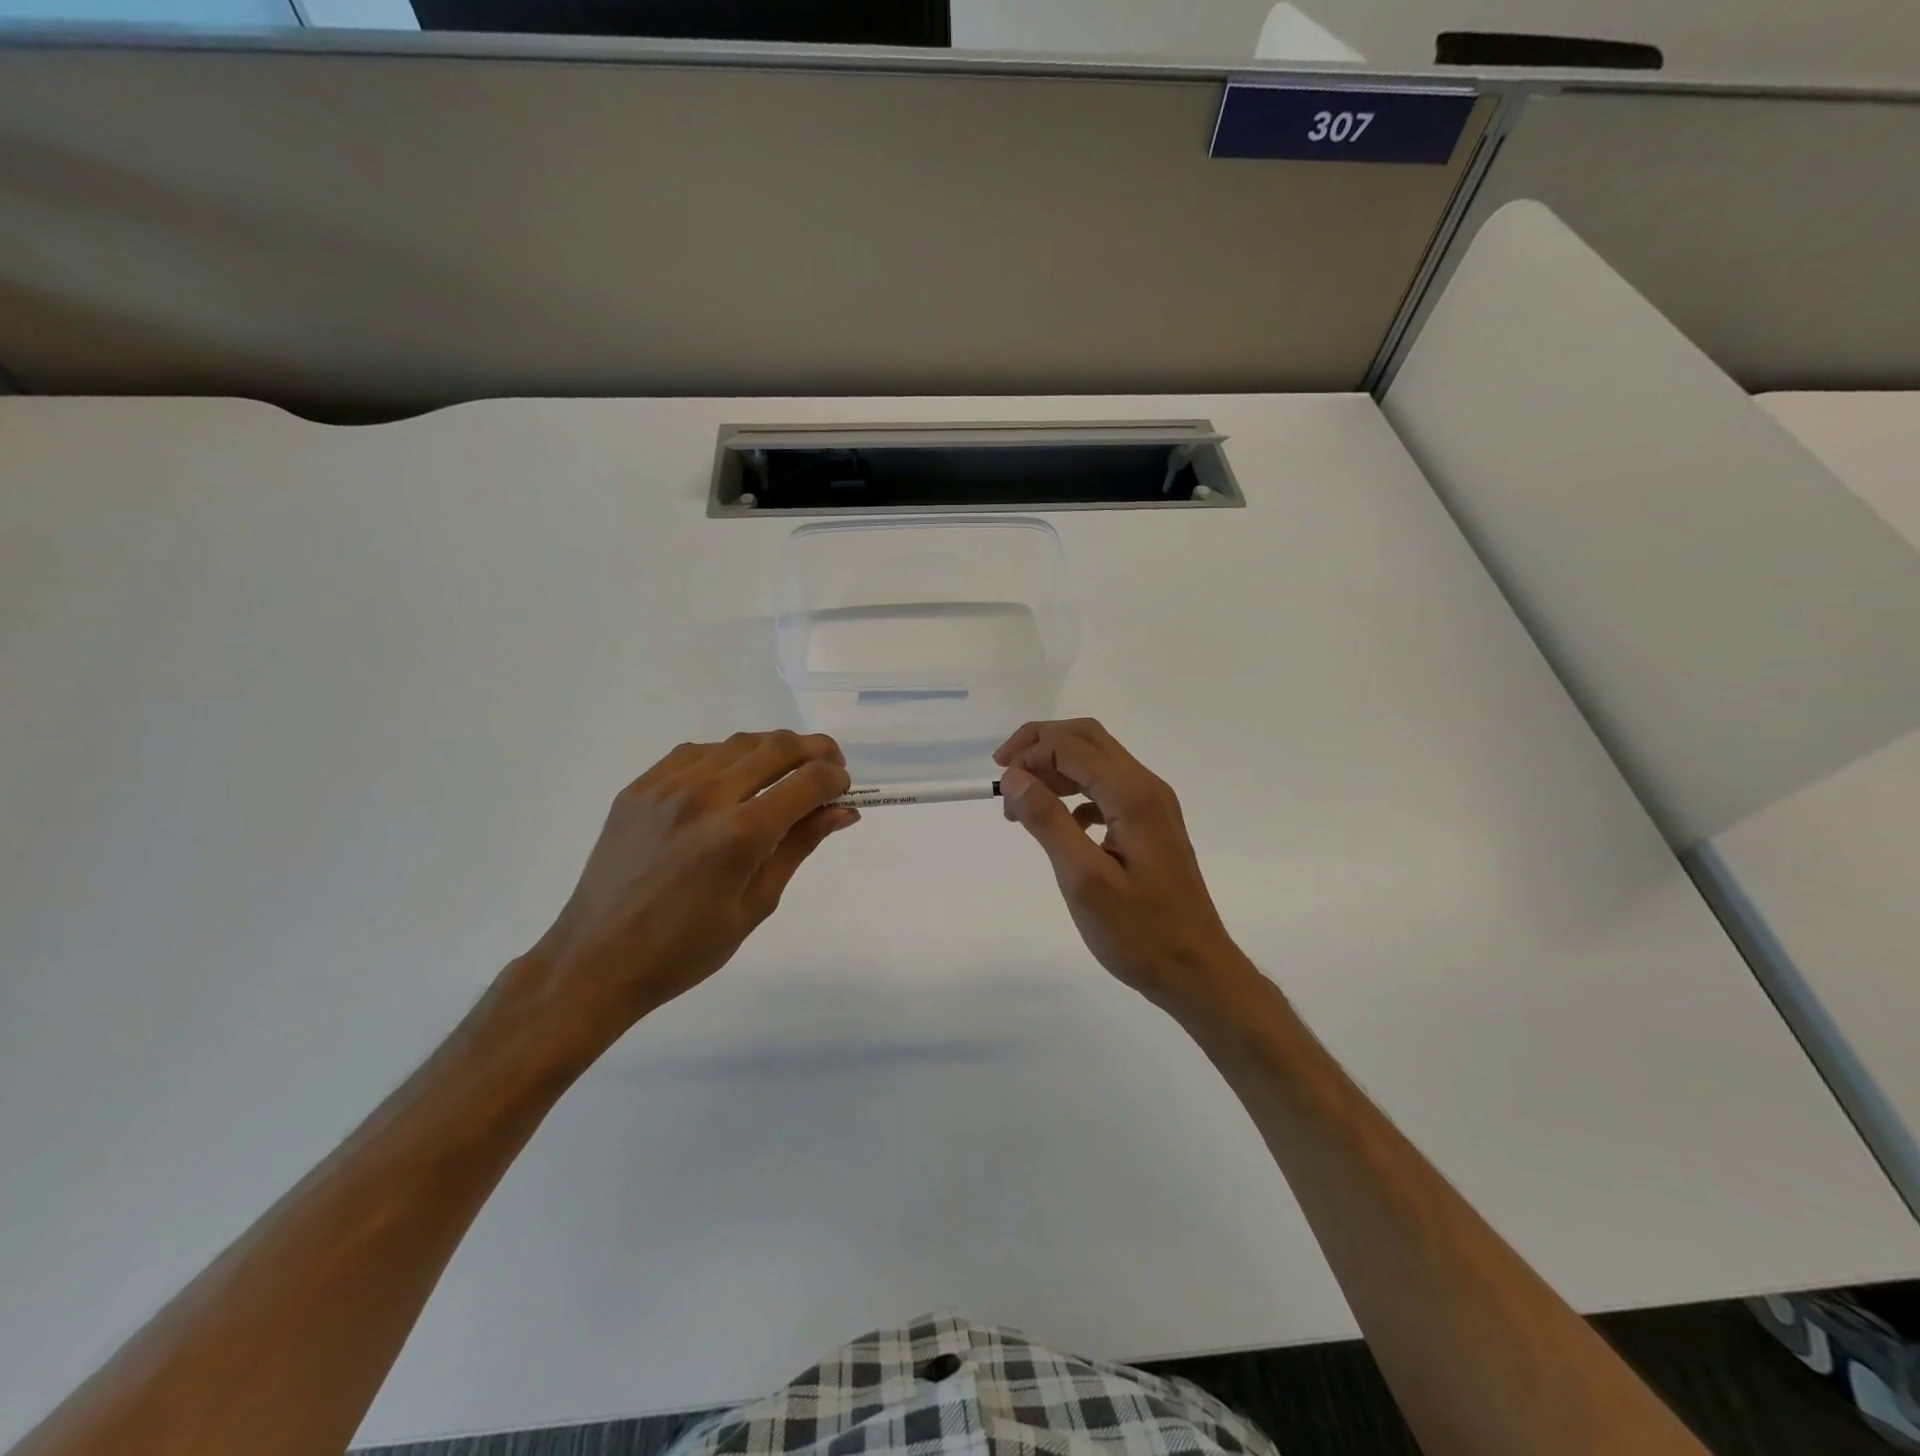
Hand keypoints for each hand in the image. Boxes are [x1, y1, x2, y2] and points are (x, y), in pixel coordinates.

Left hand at [509, 732, 856, 1053]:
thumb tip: (843, 812)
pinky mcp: (640, 787)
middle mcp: (706, 796)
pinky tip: (732, 781)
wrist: (596, 960)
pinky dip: (727, 757)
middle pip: (777, 746)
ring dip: (773, 750)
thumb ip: (798, 847)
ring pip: (738, 742)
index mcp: (740, 834)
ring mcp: (667, 786)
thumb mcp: (756, 904)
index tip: (844, 790)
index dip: (836, 779)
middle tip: (829, 769)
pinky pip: (696, 752)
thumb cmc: (685, 949)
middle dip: (815, 751)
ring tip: (783, 775)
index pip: (808, 781)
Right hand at [995, 719, 1252, 1014]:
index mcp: (1133, 795)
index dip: (1030, 753)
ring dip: (1055, 769)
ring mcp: (1152, 805)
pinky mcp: (1150, 825)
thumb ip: (1047, 822)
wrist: (1196, 970)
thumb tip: (1014, 777)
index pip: (1073, 746)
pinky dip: (1074, 793)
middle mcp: (1146, 788)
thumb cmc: (1139, 932)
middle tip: (1005, 773)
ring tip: (1021, 803)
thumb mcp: (1084, 879)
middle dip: (1041, 745)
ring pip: (1096, 761)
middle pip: (1087, 739)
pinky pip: (1106, 789)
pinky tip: (1059, 824)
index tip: (999, 783)